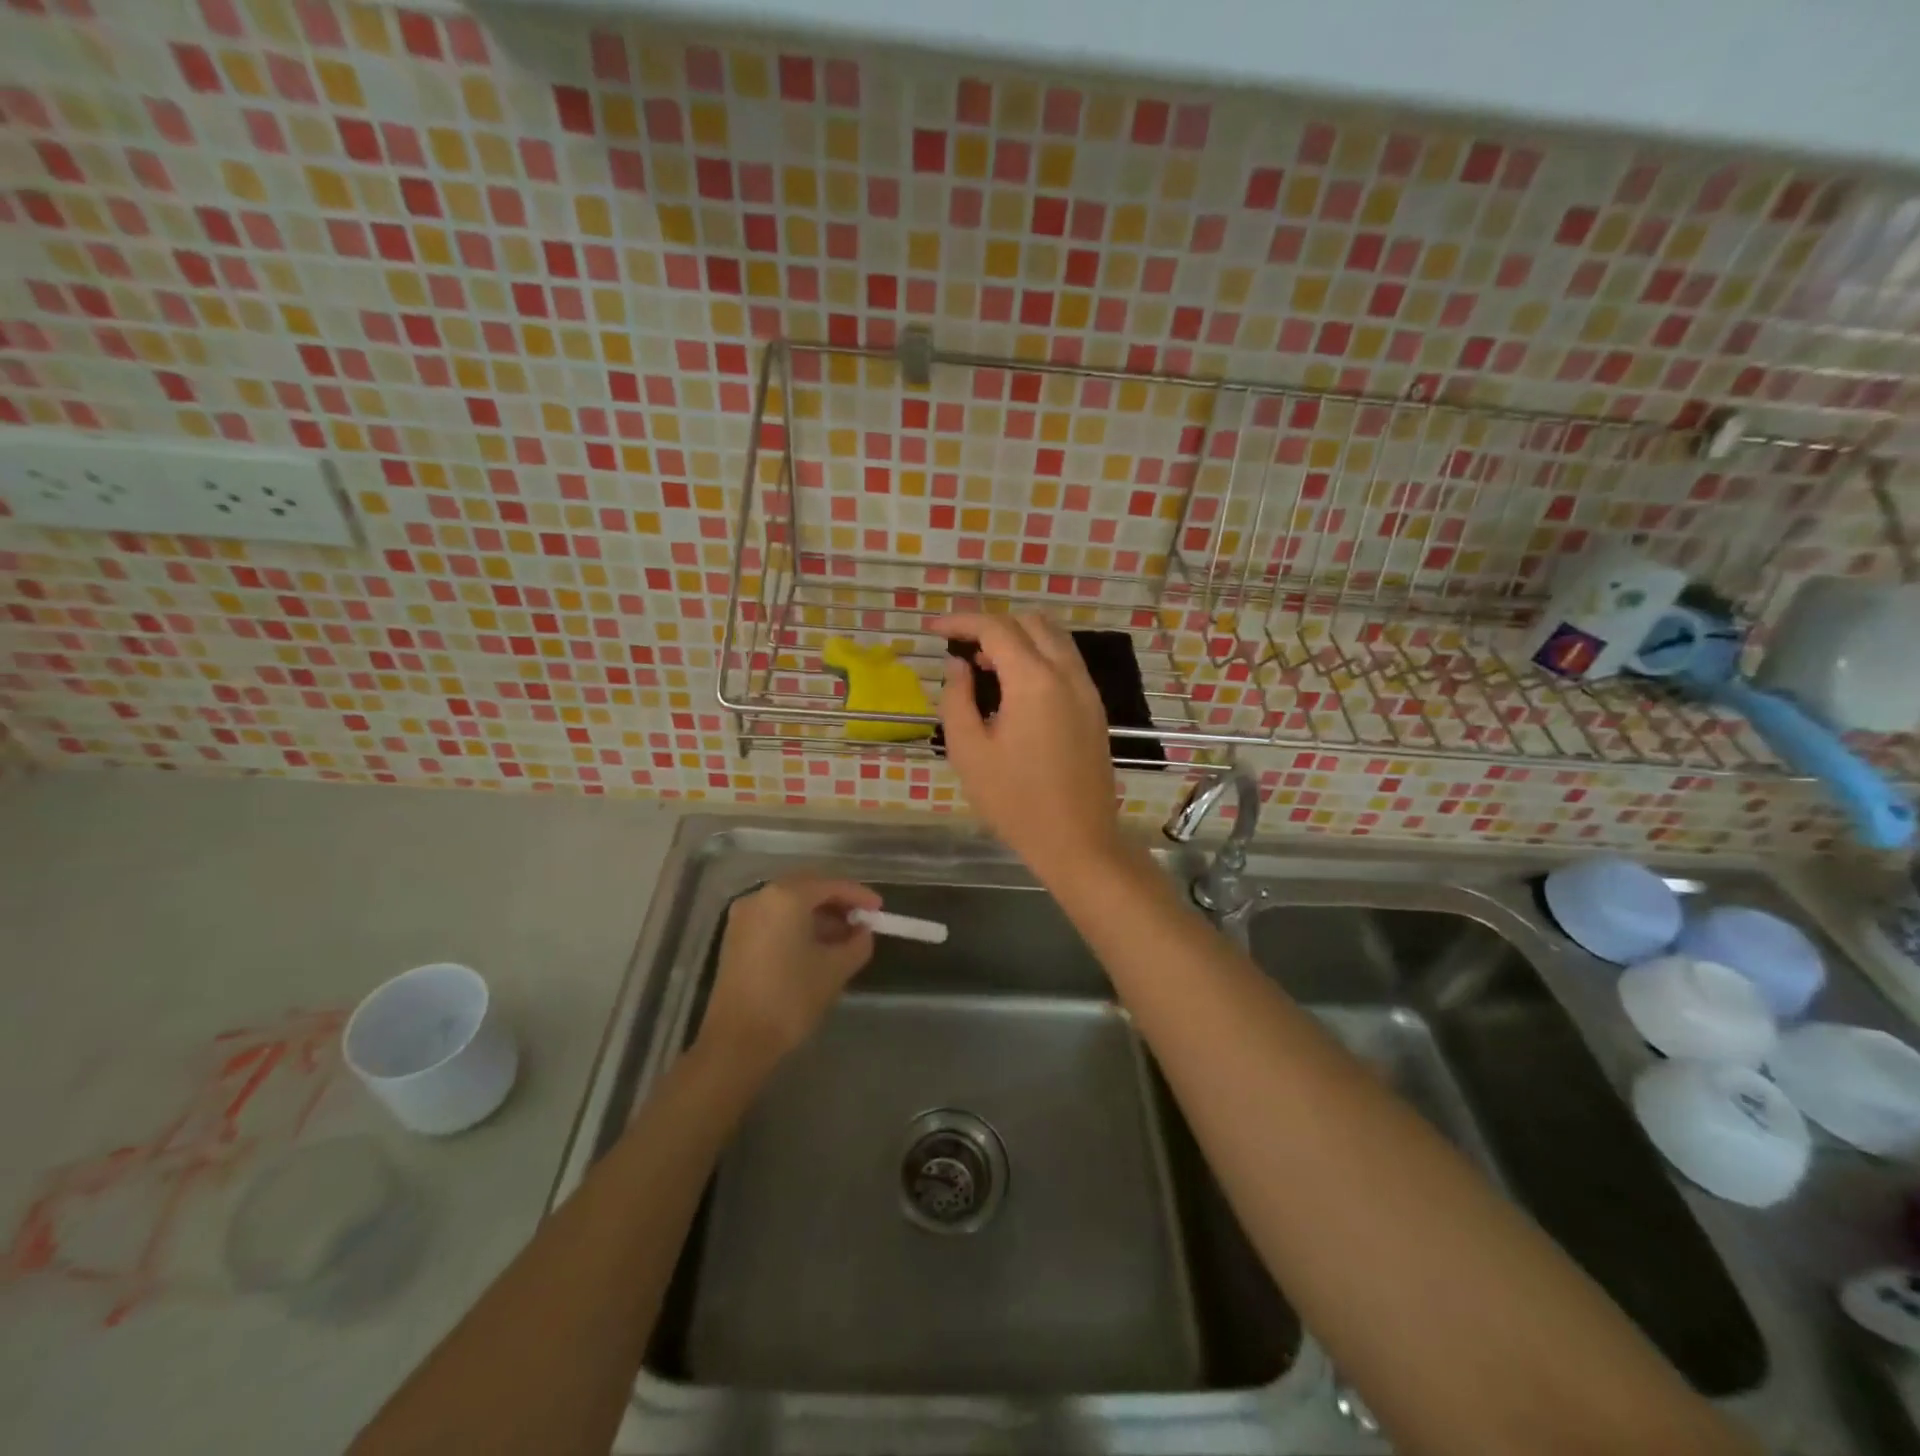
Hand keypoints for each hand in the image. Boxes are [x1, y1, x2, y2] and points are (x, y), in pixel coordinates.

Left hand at [699, 876, 881, 1068]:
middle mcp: (761, 896)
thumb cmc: (790, 998)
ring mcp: (743, 916)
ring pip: (789, 902)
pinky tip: (816, 945)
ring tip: (844, 936)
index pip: (831, 885)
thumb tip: (863, 933)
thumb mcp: (835, 969)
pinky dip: (797, 924)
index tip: (879, 909)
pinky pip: (774, 918)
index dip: (859, 895)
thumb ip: (857, 944)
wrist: (737, 1041)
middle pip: (808, 887)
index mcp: (786, 897)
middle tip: (862, 920)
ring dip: (818, 914)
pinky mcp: (735, 936)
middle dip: (837, 901)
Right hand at [935, 613, 1125, 881]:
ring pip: (1053, 638)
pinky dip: (1038, 656)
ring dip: (1017, 637)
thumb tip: (958, 665)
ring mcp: (1087, 690)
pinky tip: (1015, 686)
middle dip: (991, 624)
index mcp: (1034, 681)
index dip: (961, 621)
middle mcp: (1066, 674)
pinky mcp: (1094, 708)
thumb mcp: (969, 751)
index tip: (934, 629)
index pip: (995, 628)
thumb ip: (957, 698)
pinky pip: (1065, 662)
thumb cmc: (1015, 801)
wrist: (1077, 840)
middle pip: (1029, 622)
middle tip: (960, 647)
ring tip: (984, 664)